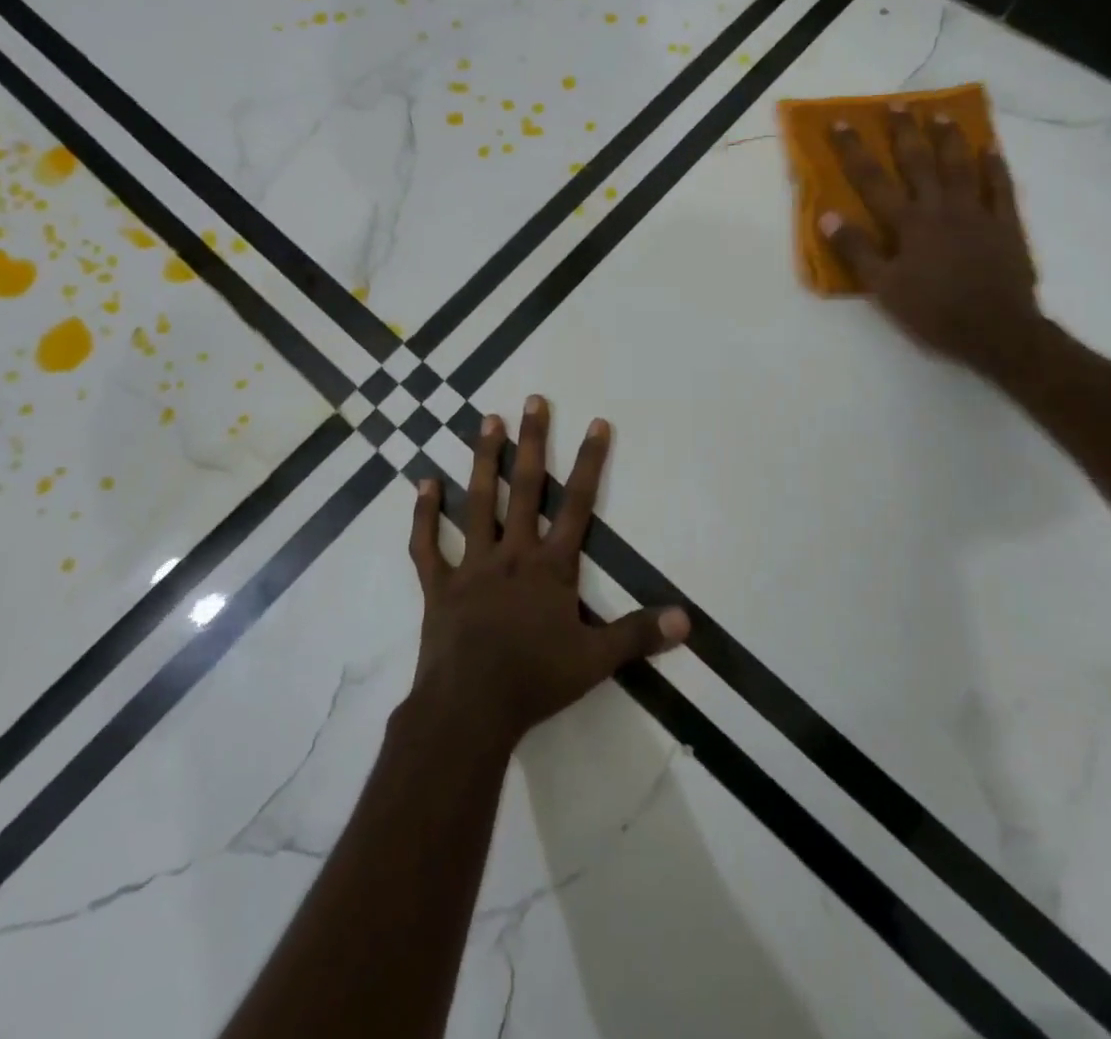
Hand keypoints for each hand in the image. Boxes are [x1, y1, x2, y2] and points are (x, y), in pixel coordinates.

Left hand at [405, 395, 689, 749]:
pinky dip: (425, 514)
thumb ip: (639, 635)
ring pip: (479, 502)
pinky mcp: (438, 585)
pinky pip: (427, 545)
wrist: (469, 710)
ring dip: (484, 460)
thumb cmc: (535, 681)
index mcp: (550, 567)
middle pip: (527, 488)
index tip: (597, 424)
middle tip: (534, 400)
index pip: (578, 505)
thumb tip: (686, 620)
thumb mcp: (596, 661)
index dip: (591, 463)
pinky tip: (424, 483)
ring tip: (487, 420)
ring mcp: (472, 565)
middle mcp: (512, 554)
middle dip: (534, 442)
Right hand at [820, 111, 1044, 379]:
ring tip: (939, 115)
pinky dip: (995, 167)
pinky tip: (990, 149)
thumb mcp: (884, 288)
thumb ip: (857, 251)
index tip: (840, 123)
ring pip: (961, 166)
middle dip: (904, 133)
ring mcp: (978, 213)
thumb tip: (828, 216)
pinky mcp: (1006, 225)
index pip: (874, 181)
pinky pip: (1001, 188)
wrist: (996, 331)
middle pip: (919, 163)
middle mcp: (942, 209)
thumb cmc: (933, 312)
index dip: (855, 151)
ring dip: (949, 139)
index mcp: (909, 224)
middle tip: (896, 105)